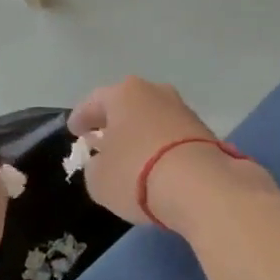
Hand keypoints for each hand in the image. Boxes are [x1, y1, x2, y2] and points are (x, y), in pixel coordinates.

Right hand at [68, 76, 272, 230]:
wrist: (201, 186)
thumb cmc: (136, 174)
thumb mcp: (98, 179)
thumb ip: (95, 165)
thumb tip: (103, 161)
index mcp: (124, 94)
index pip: (94, 102)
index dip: (80, 118)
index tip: (74, 131)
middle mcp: (156, 92)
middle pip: (127, 105)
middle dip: (114, 122)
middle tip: (102, 139)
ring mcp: (184, 110)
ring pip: (153, 119)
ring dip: (140, 133)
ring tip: (131, 154)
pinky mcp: (206, 132)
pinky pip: (173, 137)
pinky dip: (162, 147)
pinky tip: (157, 165)